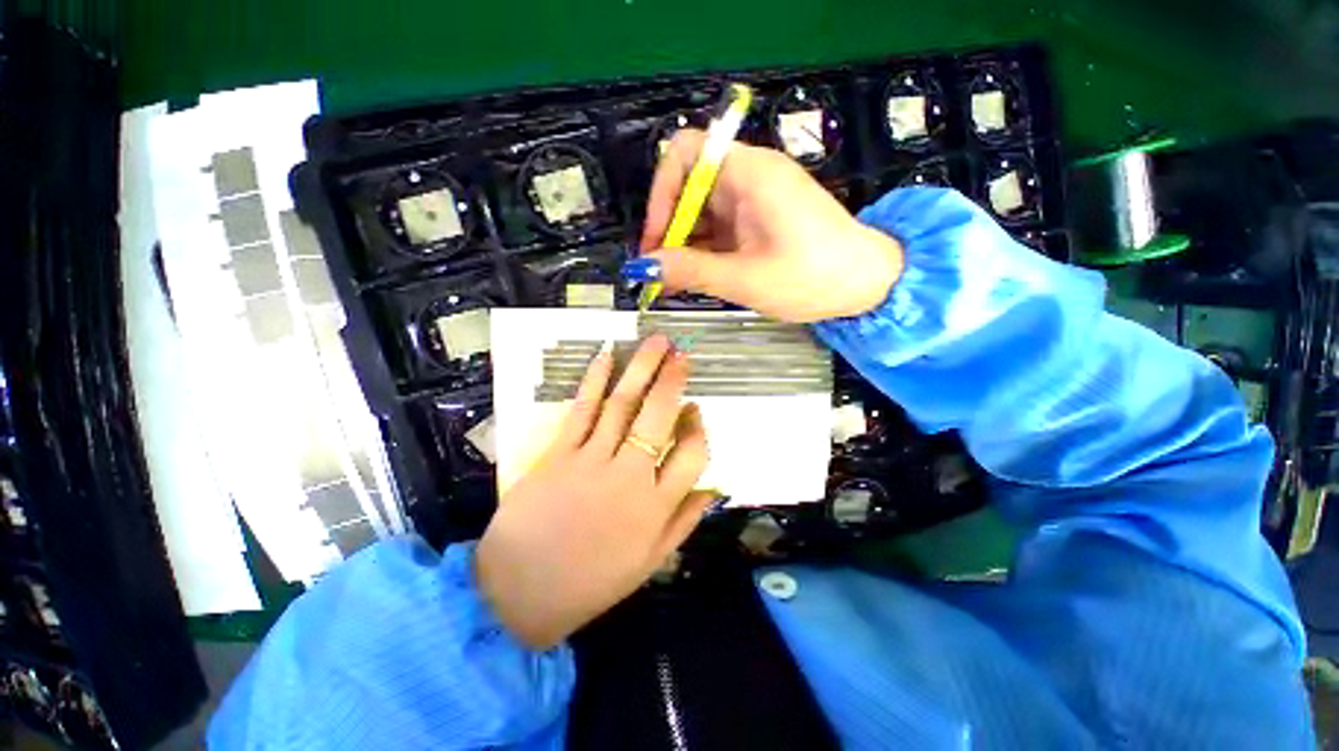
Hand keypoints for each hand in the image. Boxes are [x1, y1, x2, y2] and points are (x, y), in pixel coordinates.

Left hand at [476, 335, 713, 648]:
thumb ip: (684, 521)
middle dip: (672, 381)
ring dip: (641, 369)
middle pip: (658, 417)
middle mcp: (630, 476)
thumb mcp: (649, 562)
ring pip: (623, 405)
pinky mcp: (559, 454)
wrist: (519, 594)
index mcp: (656, 506)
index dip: (698, 428)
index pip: (692, 454)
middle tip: (681, 355)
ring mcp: (592, 461)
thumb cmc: (590, 582)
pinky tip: (606, 356)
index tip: (695, 409)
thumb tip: (714, 488)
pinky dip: (595, 381)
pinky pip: (582, 411)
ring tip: (656, 342)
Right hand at [640, 129, 903, 322]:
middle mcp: (749, 176)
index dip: (661, 194)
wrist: (867, 284)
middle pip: (689, 188)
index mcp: (749, 173)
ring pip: (702, 213)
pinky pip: (719, 229)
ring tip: (672, 283)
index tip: (655, 239)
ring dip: (683, 245)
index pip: (685, 154)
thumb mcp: (744, 278)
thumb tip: (643, 269)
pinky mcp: (759, 220)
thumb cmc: (810, 277)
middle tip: (659, 272)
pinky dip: (703, 252)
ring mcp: (754, 200)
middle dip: (668, 229)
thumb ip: (690, 271)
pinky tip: (694, 279)